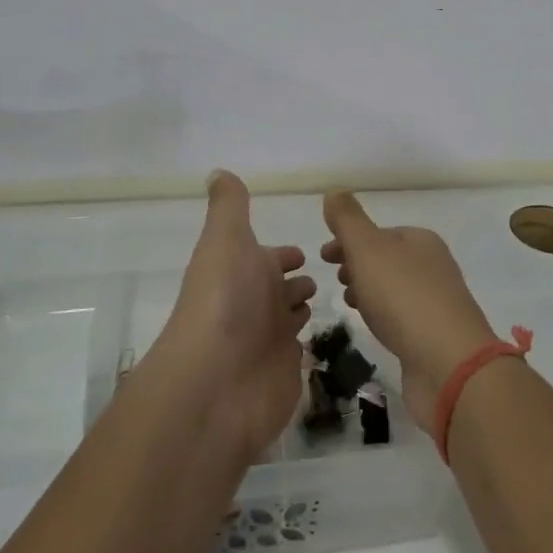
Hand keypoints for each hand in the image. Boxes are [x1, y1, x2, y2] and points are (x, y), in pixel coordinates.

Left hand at [159, 171, 316, 461]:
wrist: (218, 381)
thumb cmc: (225, 301)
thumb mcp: (226, 240)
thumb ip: (229, 207)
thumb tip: (217, 171)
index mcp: (242, 269)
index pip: (268, 257)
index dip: (283, 254)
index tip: (305, 252)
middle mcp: (254, 303)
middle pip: (280, 288)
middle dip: (298, 280)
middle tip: (330, 273)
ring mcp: (269, 340)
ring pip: (289, 317)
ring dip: (302, 306)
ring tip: (334, 297)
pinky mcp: (285, 372)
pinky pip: (300, 351)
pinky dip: (310, 341)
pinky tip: (326, 333)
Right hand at [321, 191, 497, 434]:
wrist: (449, 364)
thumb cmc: (404, 297)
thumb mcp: (368, 249)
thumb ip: (348, 220)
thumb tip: (334, 191)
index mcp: (421, 240)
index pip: (380, 232)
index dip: (349, 240)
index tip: (323, 256)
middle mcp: (434, 267)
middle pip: (388, 260)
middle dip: (358, 265)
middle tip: (335, 279)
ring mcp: (437, 303)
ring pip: (394, 289)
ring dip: (369, 291)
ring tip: (349, 303)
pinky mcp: (435, 337)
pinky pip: (402, 317)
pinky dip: (383, 315)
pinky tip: (373, 328)